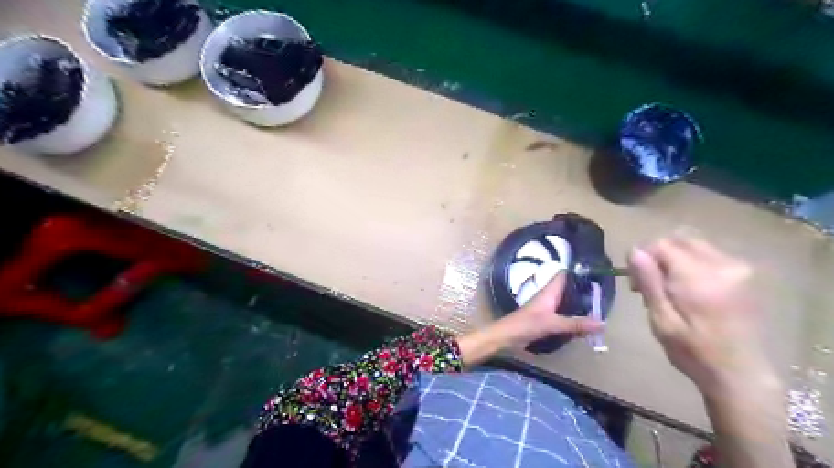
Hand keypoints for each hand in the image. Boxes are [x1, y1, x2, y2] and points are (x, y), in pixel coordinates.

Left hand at [455, 272, 599, 367]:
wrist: (506, 336)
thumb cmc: (526, 324)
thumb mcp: (552, 324)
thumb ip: (575, 324)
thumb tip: (602, 322)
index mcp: (550, 291)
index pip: (565, 274)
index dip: (578, 270)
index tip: (597, 270)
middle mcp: (549, 296)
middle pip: (568, 288)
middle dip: (584, 289)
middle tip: (605, 292)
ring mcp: (547, 307)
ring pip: (567, 301)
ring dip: (579, 303)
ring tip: (601, 305)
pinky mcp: (546, 319)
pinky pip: (563, 314)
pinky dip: (574, 315)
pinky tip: (585, 321)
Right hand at [629, 237, 778, 400]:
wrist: (740, 374)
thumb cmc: (693, 351)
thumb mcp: (662, 320)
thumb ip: (650, 282)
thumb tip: (635, 251)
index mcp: (699, 277)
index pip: (661, 245)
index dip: (642, 258)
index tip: (635, 283)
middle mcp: (723, 265)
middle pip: (679, 239)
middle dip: (658, 255)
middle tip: (649, 284)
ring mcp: (739, 268)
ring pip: (693, 245)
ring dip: (674, 258)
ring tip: (668, 287)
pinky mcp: (745, 274)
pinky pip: (709, 254)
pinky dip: (691, 263)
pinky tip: (688, 288)